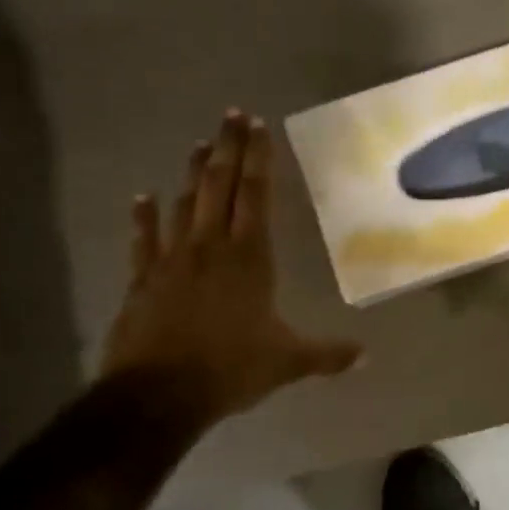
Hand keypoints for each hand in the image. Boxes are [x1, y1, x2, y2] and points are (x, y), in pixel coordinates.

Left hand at [101, 110, 361, 424]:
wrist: (157, 395)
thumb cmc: (230, 369)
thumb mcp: (288, 362)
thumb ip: (328, 355)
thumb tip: (366, 356)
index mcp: (250, 258)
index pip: (256, 196)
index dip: (258, 159)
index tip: (258, 126)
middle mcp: (211, 247)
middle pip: (220, 186)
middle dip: (228, 149)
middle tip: (231, 115)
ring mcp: (172, 260)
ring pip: (184, 204)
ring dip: (192, 173)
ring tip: (199, 144)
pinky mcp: (143, 280)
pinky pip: (143, 240)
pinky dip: (143, 217)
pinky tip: (141, 196)